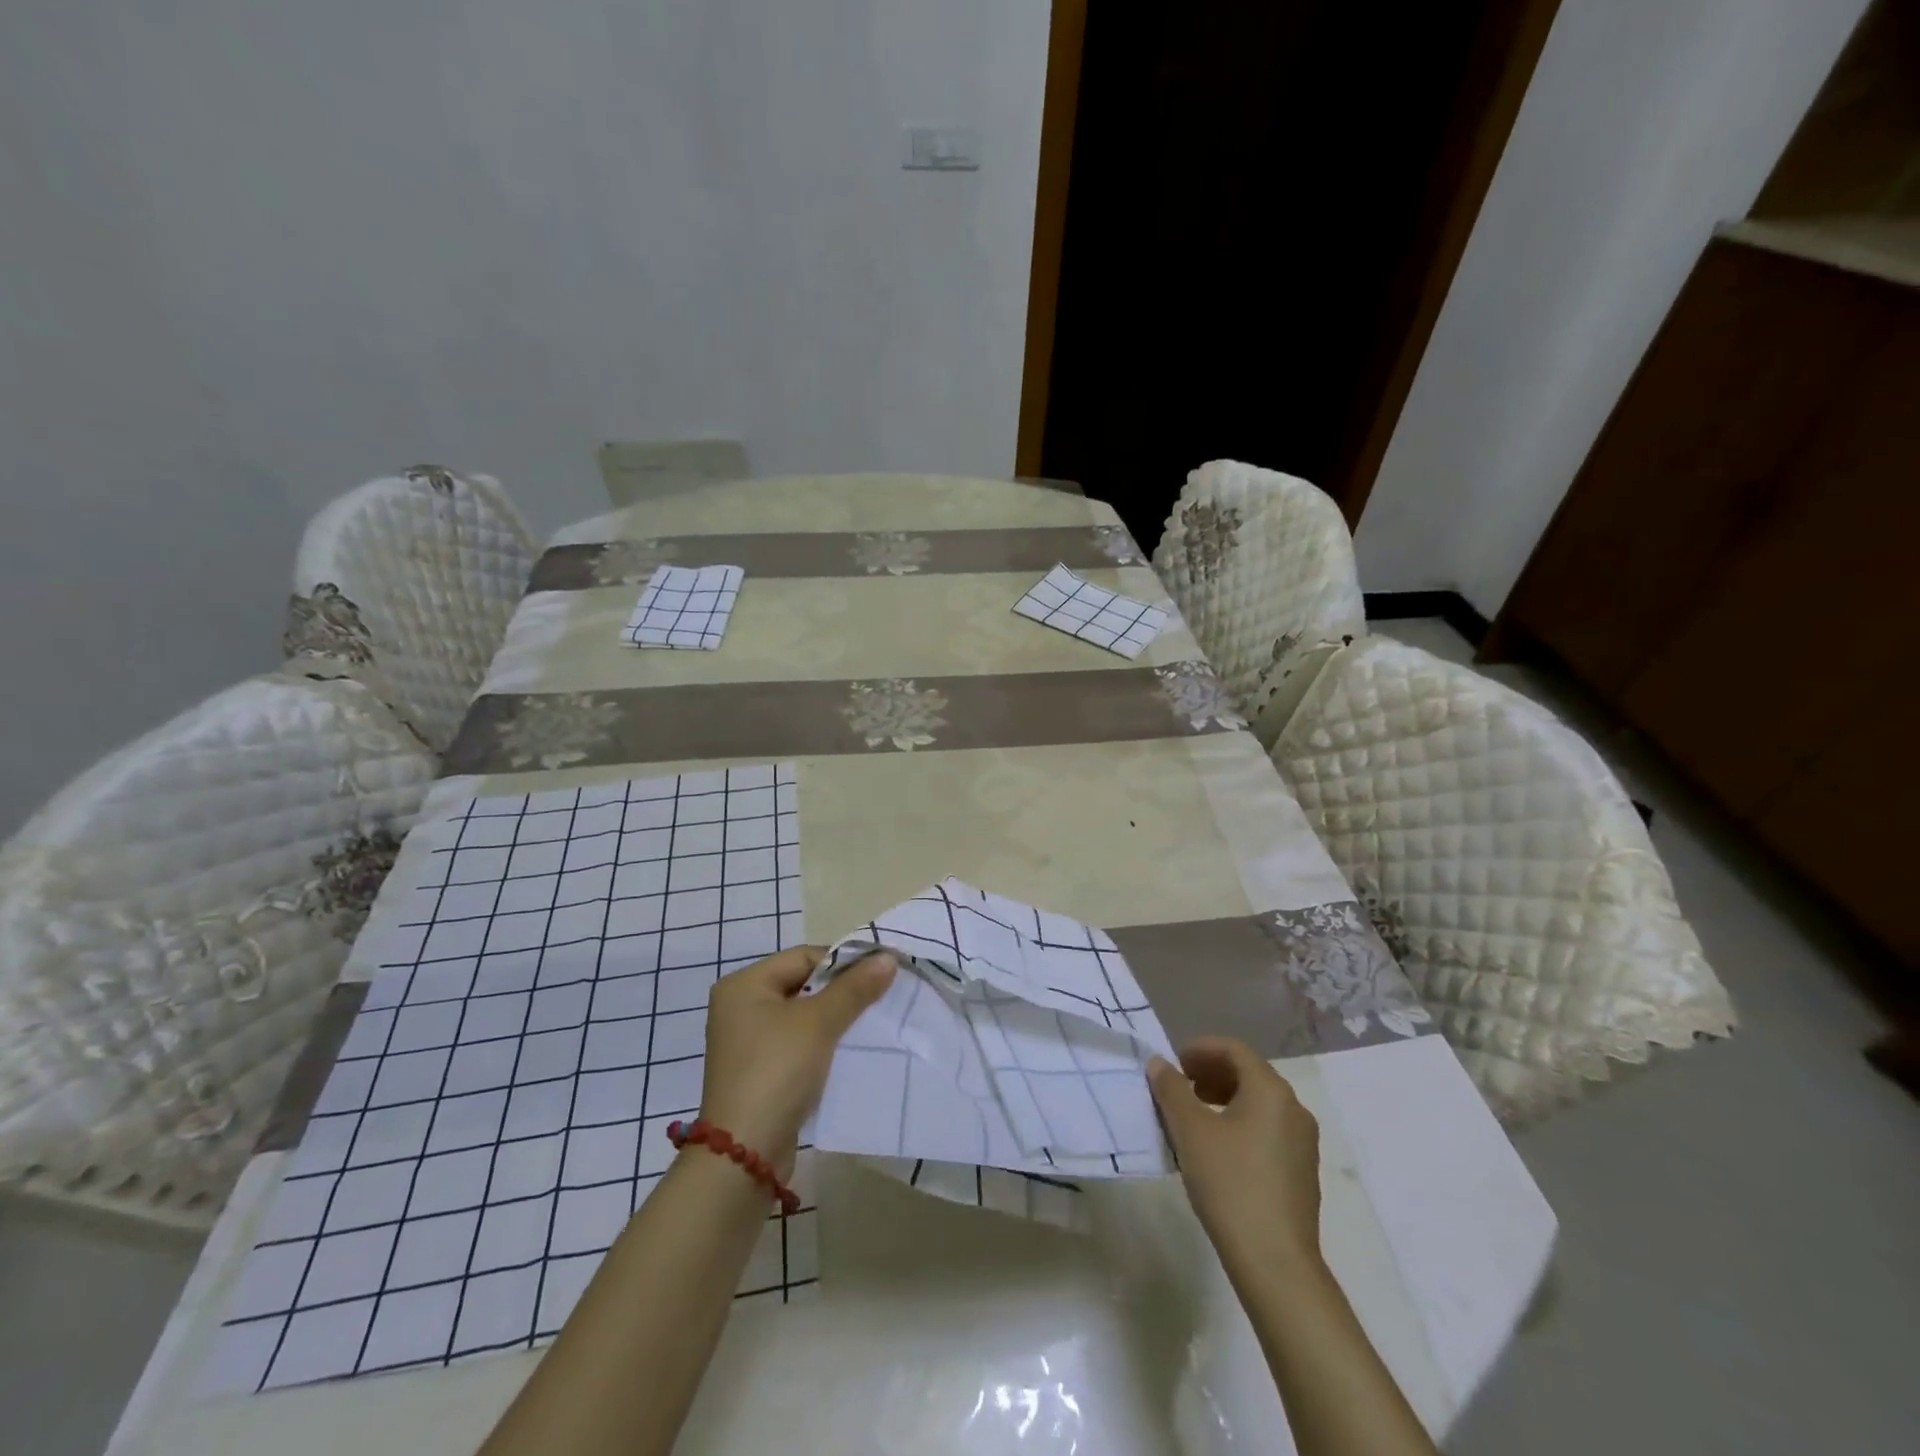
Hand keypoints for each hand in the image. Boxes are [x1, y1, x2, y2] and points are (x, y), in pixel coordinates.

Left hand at [696, 946, 895, 1178]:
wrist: (745, 1154)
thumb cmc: (778, 1071)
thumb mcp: (819, 1023)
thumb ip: (854, 988)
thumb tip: (888, 957)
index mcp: (744, 984)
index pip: (804, 956)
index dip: (843, 963)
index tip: (880, 975)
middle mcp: (740, 1006)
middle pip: (802, 984)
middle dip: (841, 991)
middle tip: (878, 999)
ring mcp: (746, 1041)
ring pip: (801, 1015)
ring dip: (834, 1018)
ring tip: (868, 1024)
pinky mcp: (758, 1070)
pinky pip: (796, 1042)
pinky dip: (821, 1043)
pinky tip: (846, 1051)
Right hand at [1149, 1037, 1322, 1275]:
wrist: (1275, 1263)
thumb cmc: (1230, 1183)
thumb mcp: (1190, 1130)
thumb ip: (1172, 1089)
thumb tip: (1160, 1063)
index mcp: (1271, 1090)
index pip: (1233, 1049)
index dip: (1200, 1049)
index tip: (1174, 1064)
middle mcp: (1294, 1108)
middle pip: (1248, 1073)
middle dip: (1210, 1073)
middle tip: (1179, 1087)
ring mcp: (1302, 1142)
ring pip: (1258, 1103)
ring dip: (1223, 1099)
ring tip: (1192, 1118)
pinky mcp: (1301, 1171)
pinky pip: (1267, 1129)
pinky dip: (1239, 1123)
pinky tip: (1215, 1150)